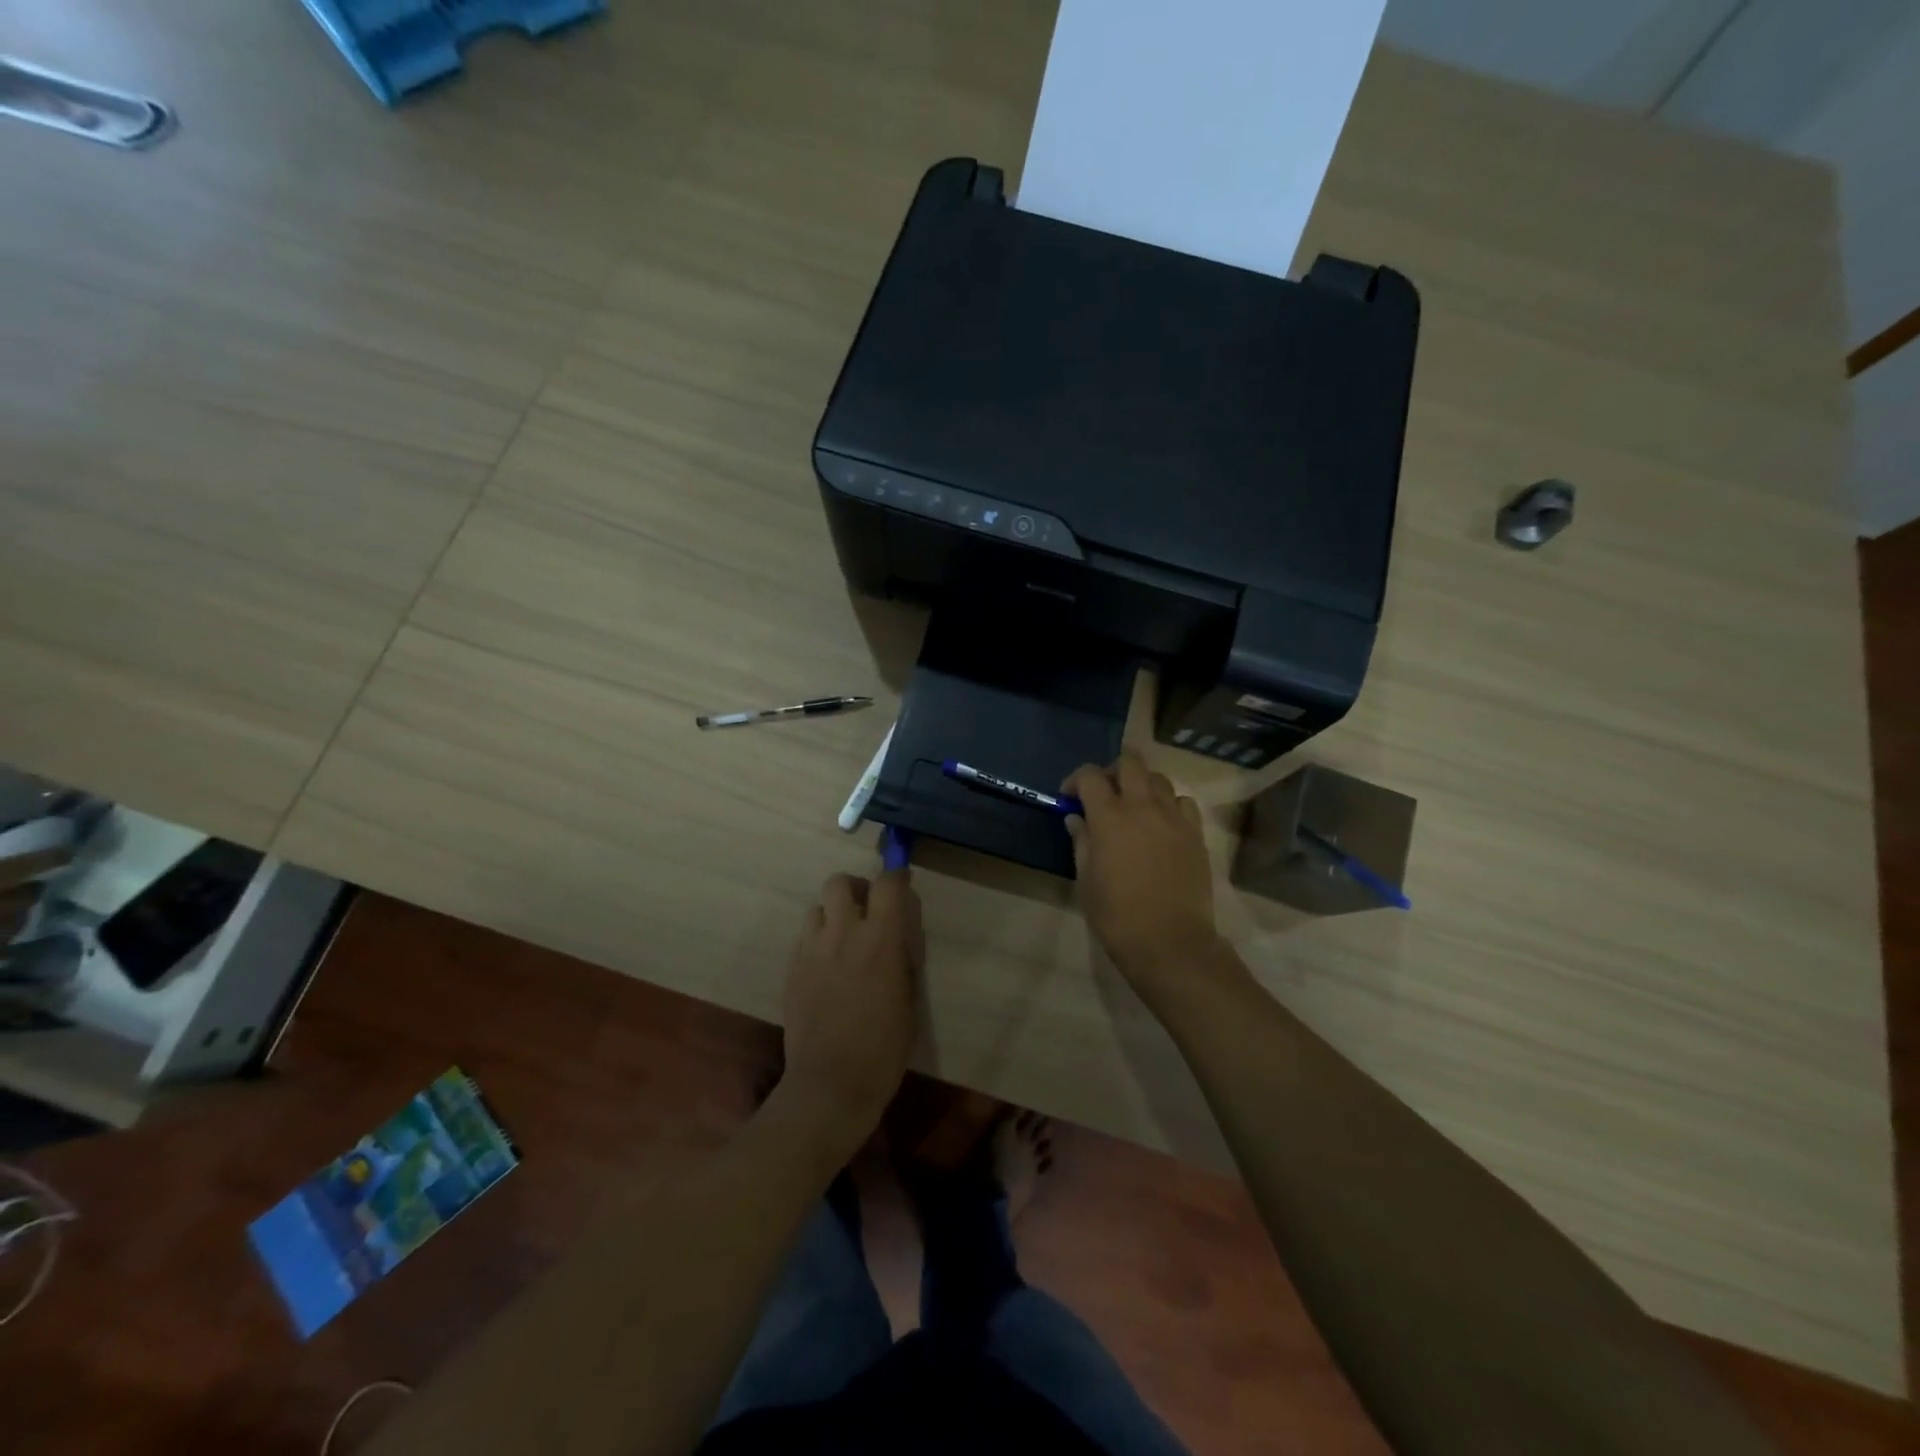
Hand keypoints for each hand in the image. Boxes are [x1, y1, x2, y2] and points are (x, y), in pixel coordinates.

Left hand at [778, 870, 923, 1145]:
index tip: (902, 881)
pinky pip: (804, 938)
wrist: (830, 1084)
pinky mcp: (791, 970)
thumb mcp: (908, 998)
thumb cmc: (883, 1047)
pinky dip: (818, 939)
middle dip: (855, 887)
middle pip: (839, 882)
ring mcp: (811, 951)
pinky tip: (827, 965)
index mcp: (879, 939)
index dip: (896, 876)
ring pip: (816, 908)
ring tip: (843, 937)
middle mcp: (842, 934)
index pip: (887, 885)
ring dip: (833, 913)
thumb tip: (898, 933)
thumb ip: (901, 956)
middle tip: (867, 908)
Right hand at [1064, 753, 1223, 997]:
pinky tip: (1162, 823)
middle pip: (1129, 763)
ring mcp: (1174, 818)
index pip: (1090, 776)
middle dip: (1112, 771)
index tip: (1070, 798)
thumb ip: (1081, 842)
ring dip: (1142, 785)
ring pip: (1159, 779)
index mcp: (1109, 817)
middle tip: (1104, 793)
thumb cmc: (1117, 915)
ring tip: (1134, 807)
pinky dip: (1170, 804)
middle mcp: (1143, 807)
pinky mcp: (1196, 833)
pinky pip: (1184, 802)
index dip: (1076, 780)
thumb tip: (1076, 818)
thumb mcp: (1086, 880)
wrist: (1170, 942)